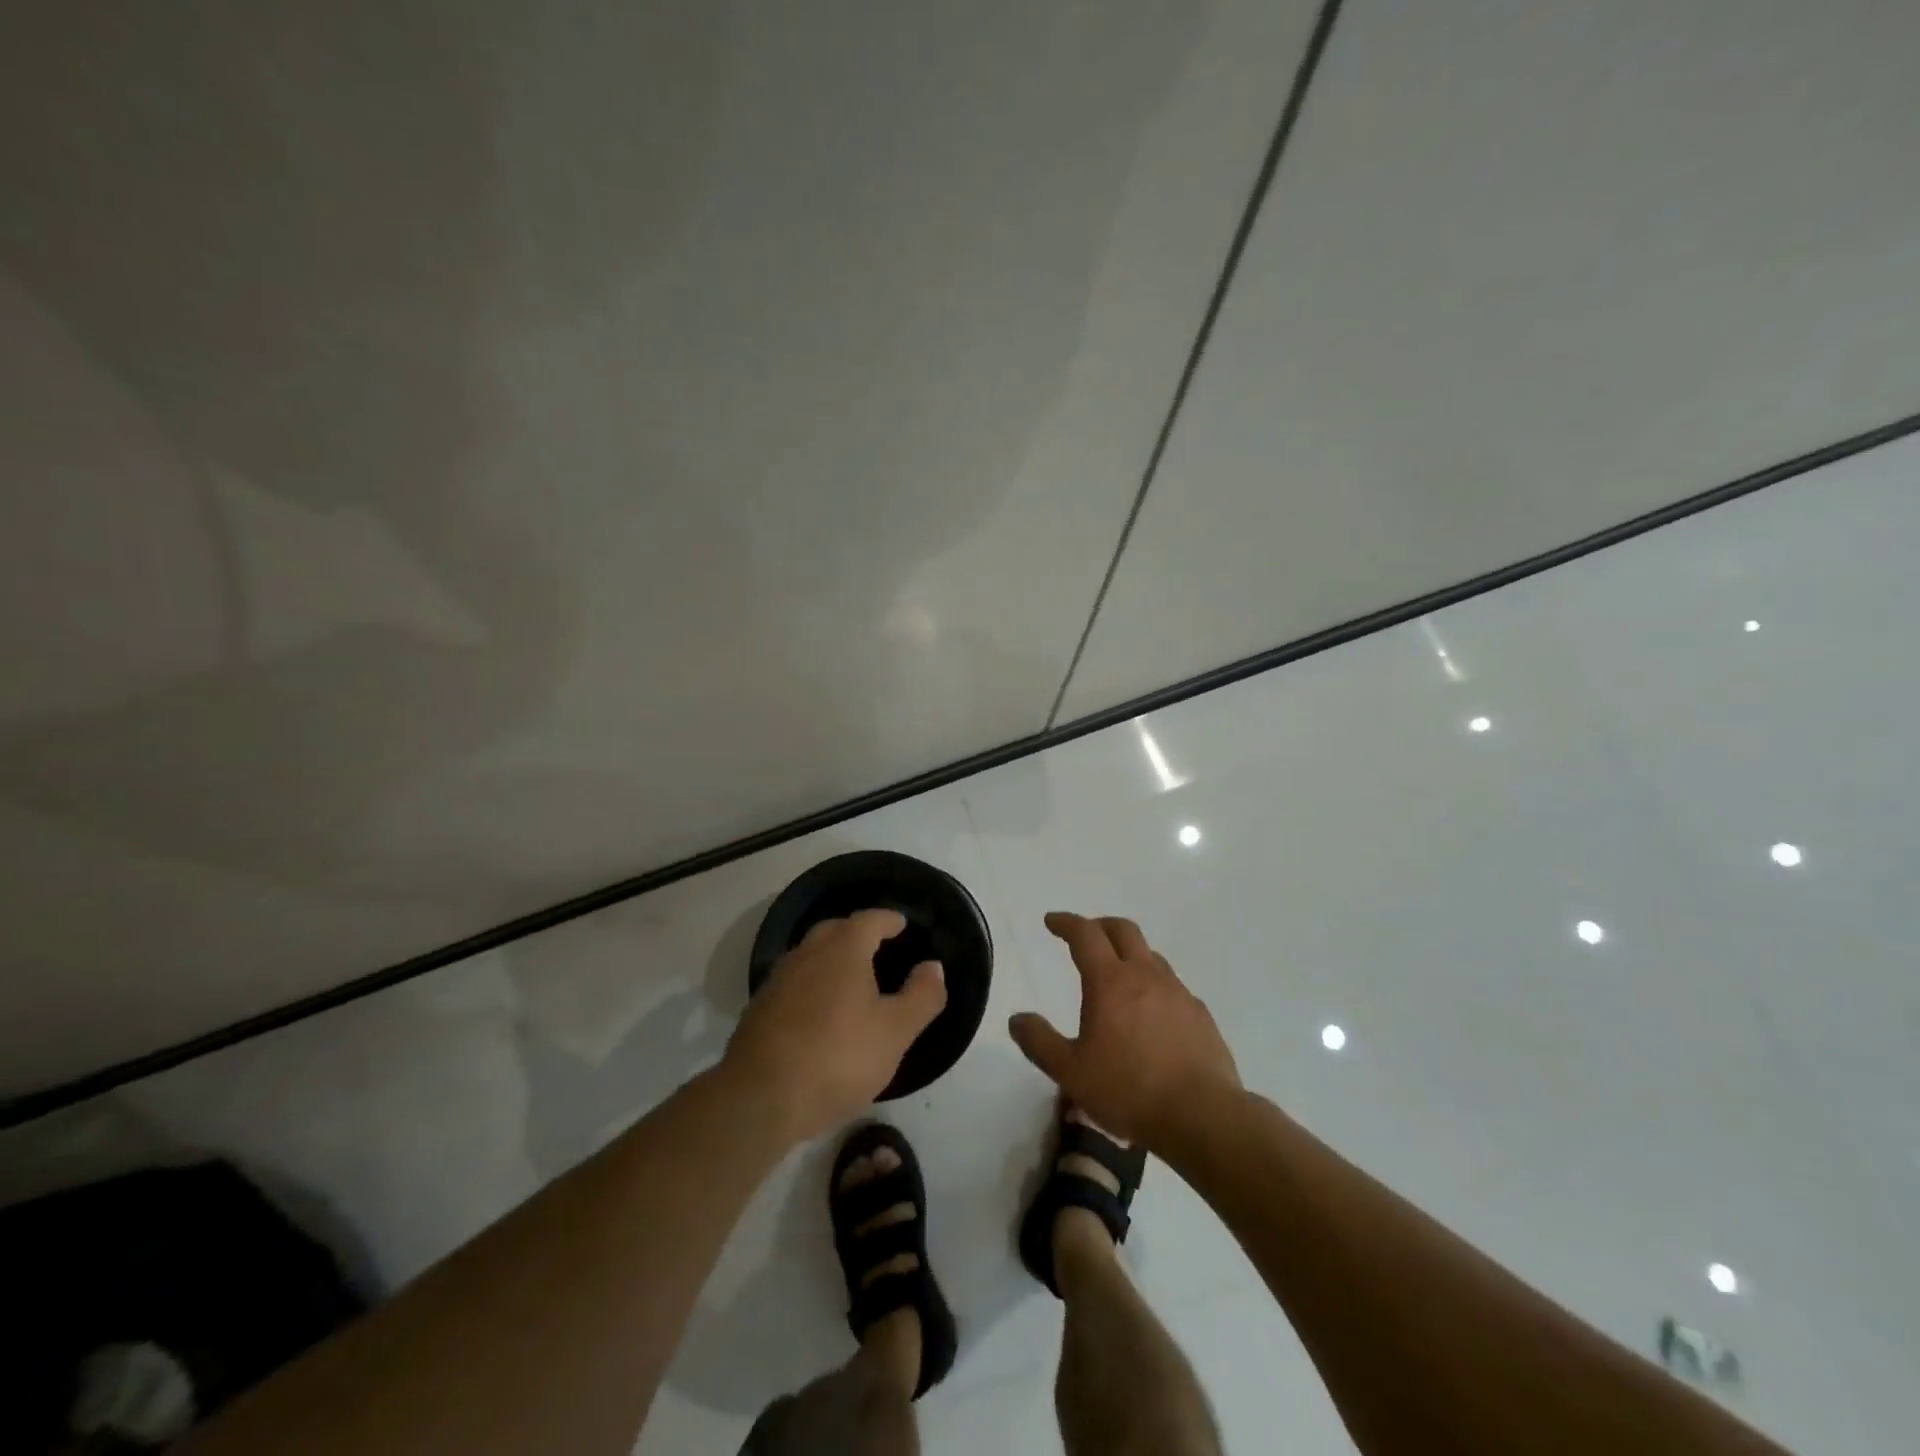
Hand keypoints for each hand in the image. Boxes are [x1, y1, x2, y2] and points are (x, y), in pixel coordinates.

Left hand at [724, 909, 945, 1143]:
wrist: (760, 1098)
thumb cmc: (838, 1058)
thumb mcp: (895, 1032)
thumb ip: (921, 996)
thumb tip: (933, 966)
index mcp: (843, 950)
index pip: (869, 920)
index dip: (888, 920)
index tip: (901, 924)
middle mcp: (807, 954)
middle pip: (834, 930)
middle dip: (856, 933)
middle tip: (877, 946)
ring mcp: (778, 981)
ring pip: (809, 955)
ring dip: (830, 958)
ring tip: (849, 978)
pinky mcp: (759, 1010)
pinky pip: (793, 983)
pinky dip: (811, 985)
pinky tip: (818, 1011)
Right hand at [1009, 912, 1239, 1149]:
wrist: (1202, 1117)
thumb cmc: (1128, 1090)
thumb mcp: (1070, 1072)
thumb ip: (1039, 1042)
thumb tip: (1017, 1018)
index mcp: (1110, 982)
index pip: (1085, 934)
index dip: (1066, 923)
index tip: (1051, 921)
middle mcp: (1146, 976)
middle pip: (1123, 930)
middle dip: (1100, 925)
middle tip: (1085, 935)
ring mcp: (1178, 993)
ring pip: (1151, 955)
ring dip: (1129, 954)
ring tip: (1117, 974)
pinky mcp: (1201, 1015)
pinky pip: (1172, 986)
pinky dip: (1154, 984)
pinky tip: (1151, 1013)